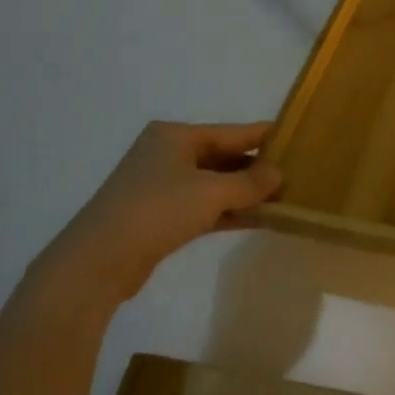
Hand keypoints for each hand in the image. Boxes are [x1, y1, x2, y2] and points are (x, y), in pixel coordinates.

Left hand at [42, 121, 281, 308]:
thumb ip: (250, 182)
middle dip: (258, 168)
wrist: (97, 262)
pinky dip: (230, 212)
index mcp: (175, 136)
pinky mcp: (161, 218)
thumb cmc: (157, 211)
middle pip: (223, 157)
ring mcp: (162, 187)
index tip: (297, 137)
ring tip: (285, 198)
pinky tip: (260, 220)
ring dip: (246, 193)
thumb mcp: (211, 192)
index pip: (231, 131)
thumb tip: (278, 174)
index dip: (264, 136)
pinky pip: (206, 208)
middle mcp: (168, 155)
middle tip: (296, 173)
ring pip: (216, 185)